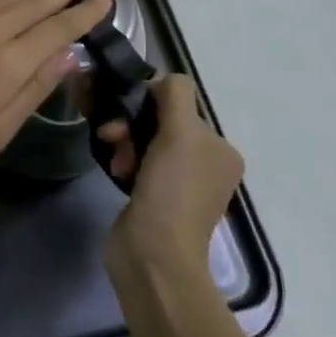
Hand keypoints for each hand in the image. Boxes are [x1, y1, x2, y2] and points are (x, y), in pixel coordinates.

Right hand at [100, 74, 242, 276]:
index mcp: (221, 149)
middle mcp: (206, 164)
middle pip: (160, 122)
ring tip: (116, 161)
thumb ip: (174, 94)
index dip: (151, 102)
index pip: (180, 103)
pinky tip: (117, 170)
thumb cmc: (172, 190)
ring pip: (143, 141)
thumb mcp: (181, 131)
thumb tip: (160, 81)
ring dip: (124, 143)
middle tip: (114, 137)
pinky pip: (136, 163)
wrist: (153, 255)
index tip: (129, 113)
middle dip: (132, 125)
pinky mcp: (155, 198)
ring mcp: (180, 184)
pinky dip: (123, 161)